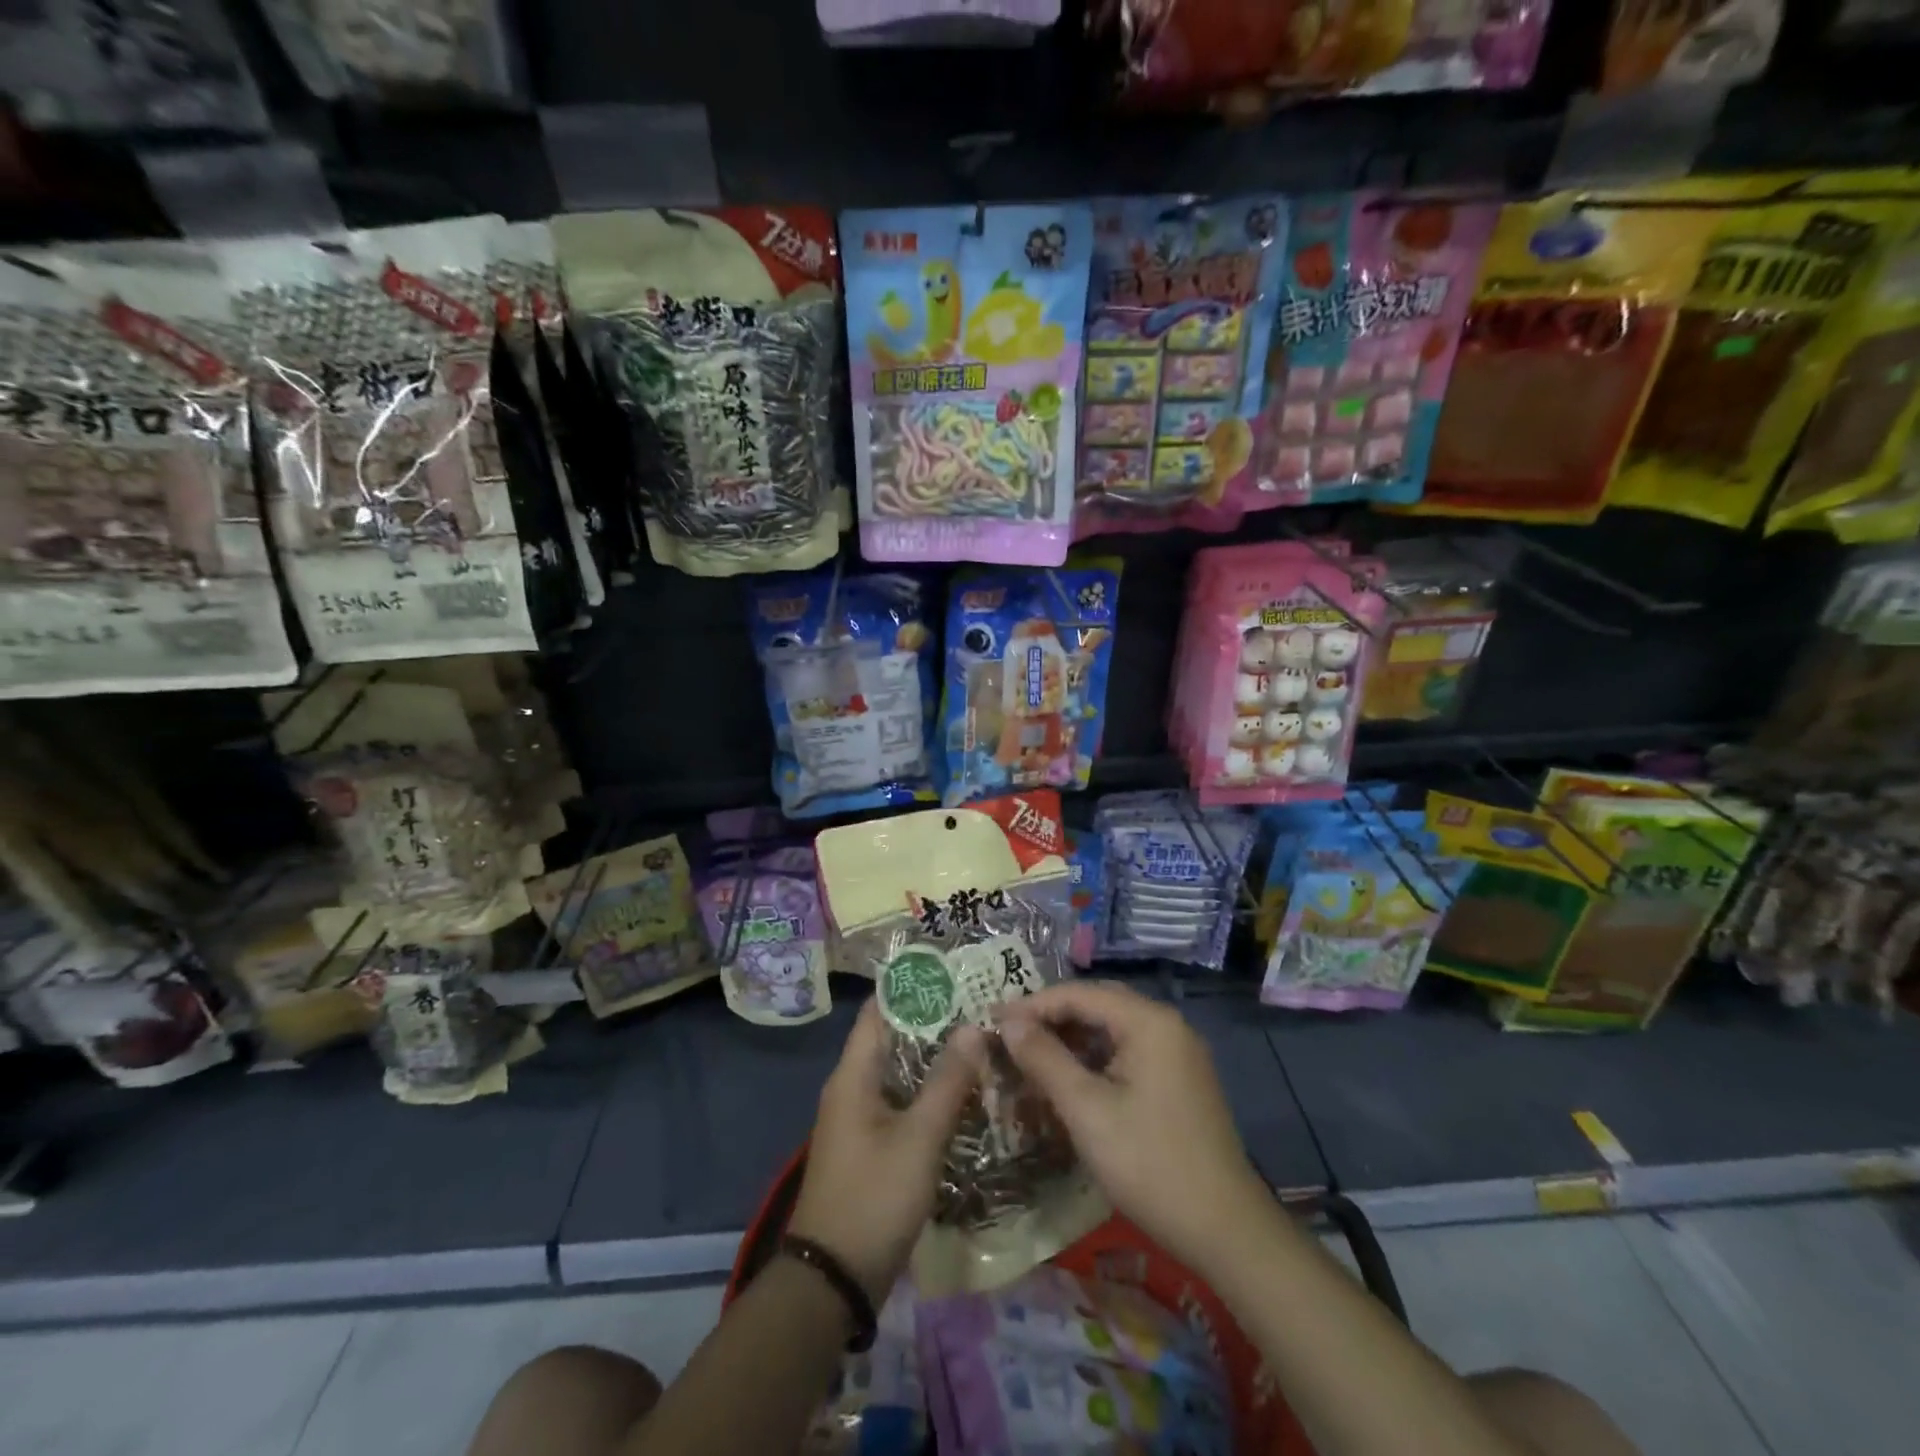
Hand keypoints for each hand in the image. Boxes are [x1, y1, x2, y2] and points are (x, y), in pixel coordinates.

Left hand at [788, 998, 982, 1303]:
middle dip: (932, 1021)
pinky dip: (928, 1091)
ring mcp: (859, 1118)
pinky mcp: (870, 1146)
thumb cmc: (874, 1197)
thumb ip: (947, 1081)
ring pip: (900, 1072)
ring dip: (934, 1057)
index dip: (911, 988)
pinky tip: (963, 1093)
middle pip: (892, 1039)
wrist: (833, 1280)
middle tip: (979, 1005)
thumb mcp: (918, 1138)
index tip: (951, 972)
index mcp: (853, 1075)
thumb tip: (973, 1027)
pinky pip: (901, 1102)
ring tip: (979, 1041)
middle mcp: (851, 1088)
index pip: (878, 1010)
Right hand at [996, 981, 1274, 1276]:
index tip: (992, 1022)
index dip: (1032, 1005)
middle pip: (1096, 1006)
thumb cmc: (1150, 1164)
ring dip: (1071, 1041)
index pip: (1079, 993)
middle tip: (1008, 1039)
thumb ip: (1044, 1059)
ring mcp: (1177, 1053)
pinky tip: (1069, 1083)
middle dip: (1050, 1020)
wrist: (1226, 1231)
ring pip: (1111, 1030)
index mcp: (1148, 1021)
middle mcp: (1166, 1025)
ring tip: (1030, 1060)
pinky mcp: (1179, 1081)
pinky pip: (1127, 1054)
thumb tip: (1008, 1021)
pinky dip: (1094, 1061)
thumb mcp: (1086, 1110)